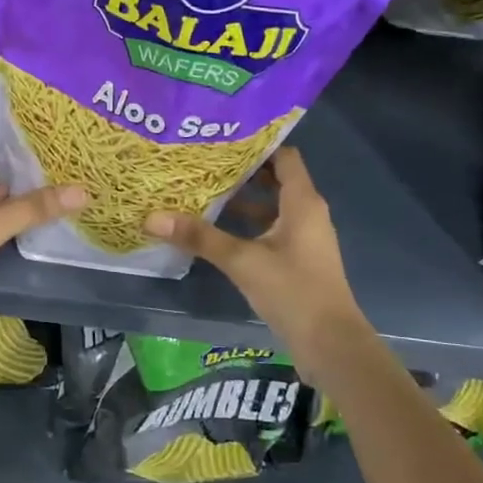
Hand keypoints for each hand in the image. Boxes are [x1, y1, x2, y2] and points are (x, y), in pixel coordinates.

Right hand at [143, 147, 368, 375]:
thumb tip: (152, 217)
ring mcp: (304, 237)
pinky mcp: (297, 259)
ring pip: (272, 206)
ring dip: (242, 199)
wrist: (330, 345)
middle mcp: (307, 213)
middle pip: (275, 179)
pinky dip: (248, 224)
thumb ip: (199, 237)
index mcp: (302, 202)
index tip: (221, 138)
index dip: (256, 144)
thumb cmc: (293, 291)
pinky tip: (217, 230)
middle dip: (242, 171)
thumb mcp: (242, 261)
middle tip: (203, 161)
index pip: (283, 156)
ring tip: (203, 190)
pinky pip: (271, 228)